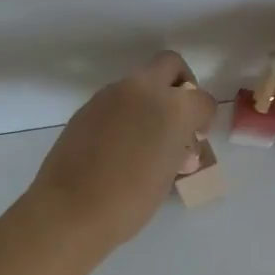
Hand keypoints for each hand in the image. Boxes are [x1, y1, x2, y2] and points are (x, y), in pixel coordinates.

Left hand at [29, 51, 217, 247]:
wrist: (70, 209)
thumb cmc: (129, 201)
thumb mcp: (168, 175)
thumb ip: (178, 147)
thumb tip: (177, 141)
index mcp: (172, 108)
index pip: (202, 99)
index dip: (204, 118)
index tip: (196, 137)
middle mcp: (142, 90)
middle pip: (170, 64)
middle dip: (180, 84)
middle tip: (178, 115)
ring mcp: (111, 94)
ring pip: (140, 80)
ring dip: (150, 98)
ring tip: (146, 137)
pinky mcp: (88, 105)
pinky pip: (117, 98)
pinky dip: (126, 110)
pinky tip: (120, 143)